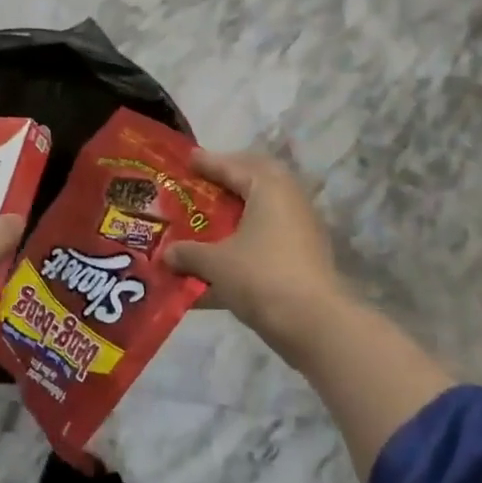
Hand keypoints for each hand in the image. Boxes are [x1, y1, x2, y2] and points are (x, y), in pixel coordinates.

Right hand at [163, 150, 348, 368]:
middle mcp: (289, 200)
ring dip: (240, 208)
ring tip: (212, 215)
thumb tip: (167, 254)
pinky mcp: (306, 256)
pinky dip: (249, 235)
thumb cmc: (260, 277)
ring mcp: (302, 228)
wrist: (314, 324)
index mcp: (268, 188)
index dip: (207, 162)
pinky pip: (271, 234)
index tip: (187, 158)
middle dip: (230, 177)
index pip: (232, 166)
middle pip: (256, 179)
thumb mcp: (215, 263)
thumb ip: (188, 253)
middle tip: (204, 181)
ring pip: (266, 208)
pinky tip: (228, 251)